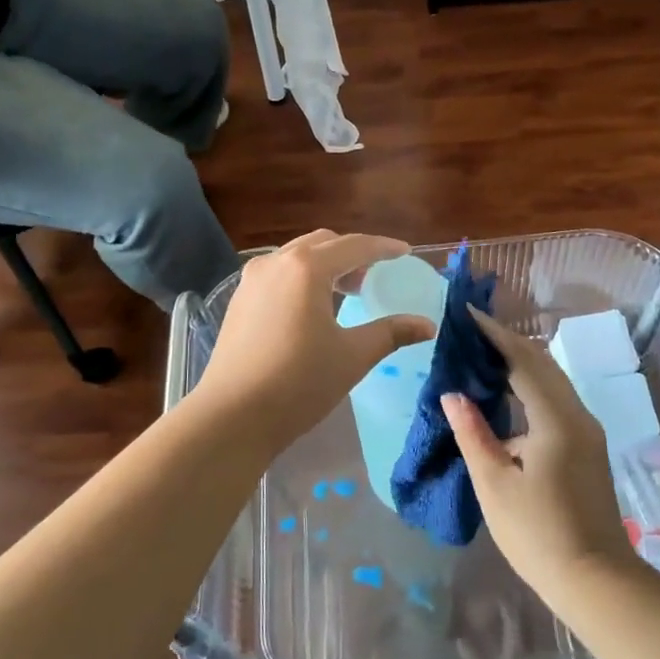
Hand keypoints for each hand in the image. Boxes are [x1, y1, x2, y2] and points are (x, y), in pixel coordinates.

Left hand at [193, 231, 436, 443]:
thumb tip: (427, 325)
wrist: (232, 416)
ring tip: (346, 292)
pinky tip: (312, 307)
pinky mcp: (240, 299)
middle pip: (323, 243)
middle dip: (353, 254)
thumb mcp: (352, 356)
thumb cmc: (299, 383)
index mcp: (307, 267)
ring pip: (297, 255)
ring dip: (326, 264)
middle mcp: (276, 262)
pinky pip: (278, 273)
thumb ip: (391, 333)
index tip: (405, 252)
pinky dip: (302, 277)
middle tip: (374, 277)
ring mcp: (252, 279)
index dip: (383, 248)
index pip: (354, 246)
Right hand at [443, 310, 636, 604]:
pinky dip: (531, 384)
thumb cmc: (538, 534)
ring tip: (484, 355)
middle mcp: (577, 415)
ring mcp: (587, 431)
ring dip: (520, 362)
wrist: (596, 581)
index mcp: (555, 419)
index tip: (467, 315)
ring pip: (552, 380)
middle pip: (542, 363)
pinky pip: (556, 399)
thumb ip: (472, 433)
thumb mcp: (494, 484)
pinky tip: (508, 394)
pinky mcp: (587, 447)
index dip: (494, 335)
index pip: (522, 360)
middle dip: (507, 342)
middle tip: (471, 331)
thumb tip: (452, 394)